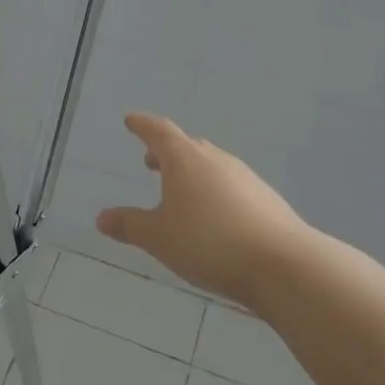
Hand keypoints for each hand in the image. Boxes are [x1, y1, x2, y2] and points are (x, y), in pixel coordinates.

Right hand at [96, 112, 314, 310]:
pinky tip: (212, 217)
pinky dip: (213, 192)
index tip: (130, 120)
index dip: (142, 125)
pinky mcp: (265, 199)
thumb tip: (102, 218)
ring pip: (211, 166)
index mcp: (185, 160)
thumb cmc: (208, 243)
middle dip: (167, 152)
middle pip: (188, 146)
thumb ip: (129, 225)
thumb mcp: (159, 237)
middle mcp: (216, 160)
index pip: (159, 132)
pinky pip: (230, 186)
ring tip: (179, 192)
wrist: (283, 264)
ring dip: (192, 173)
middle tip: (151, 161)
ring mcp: (245, 178)